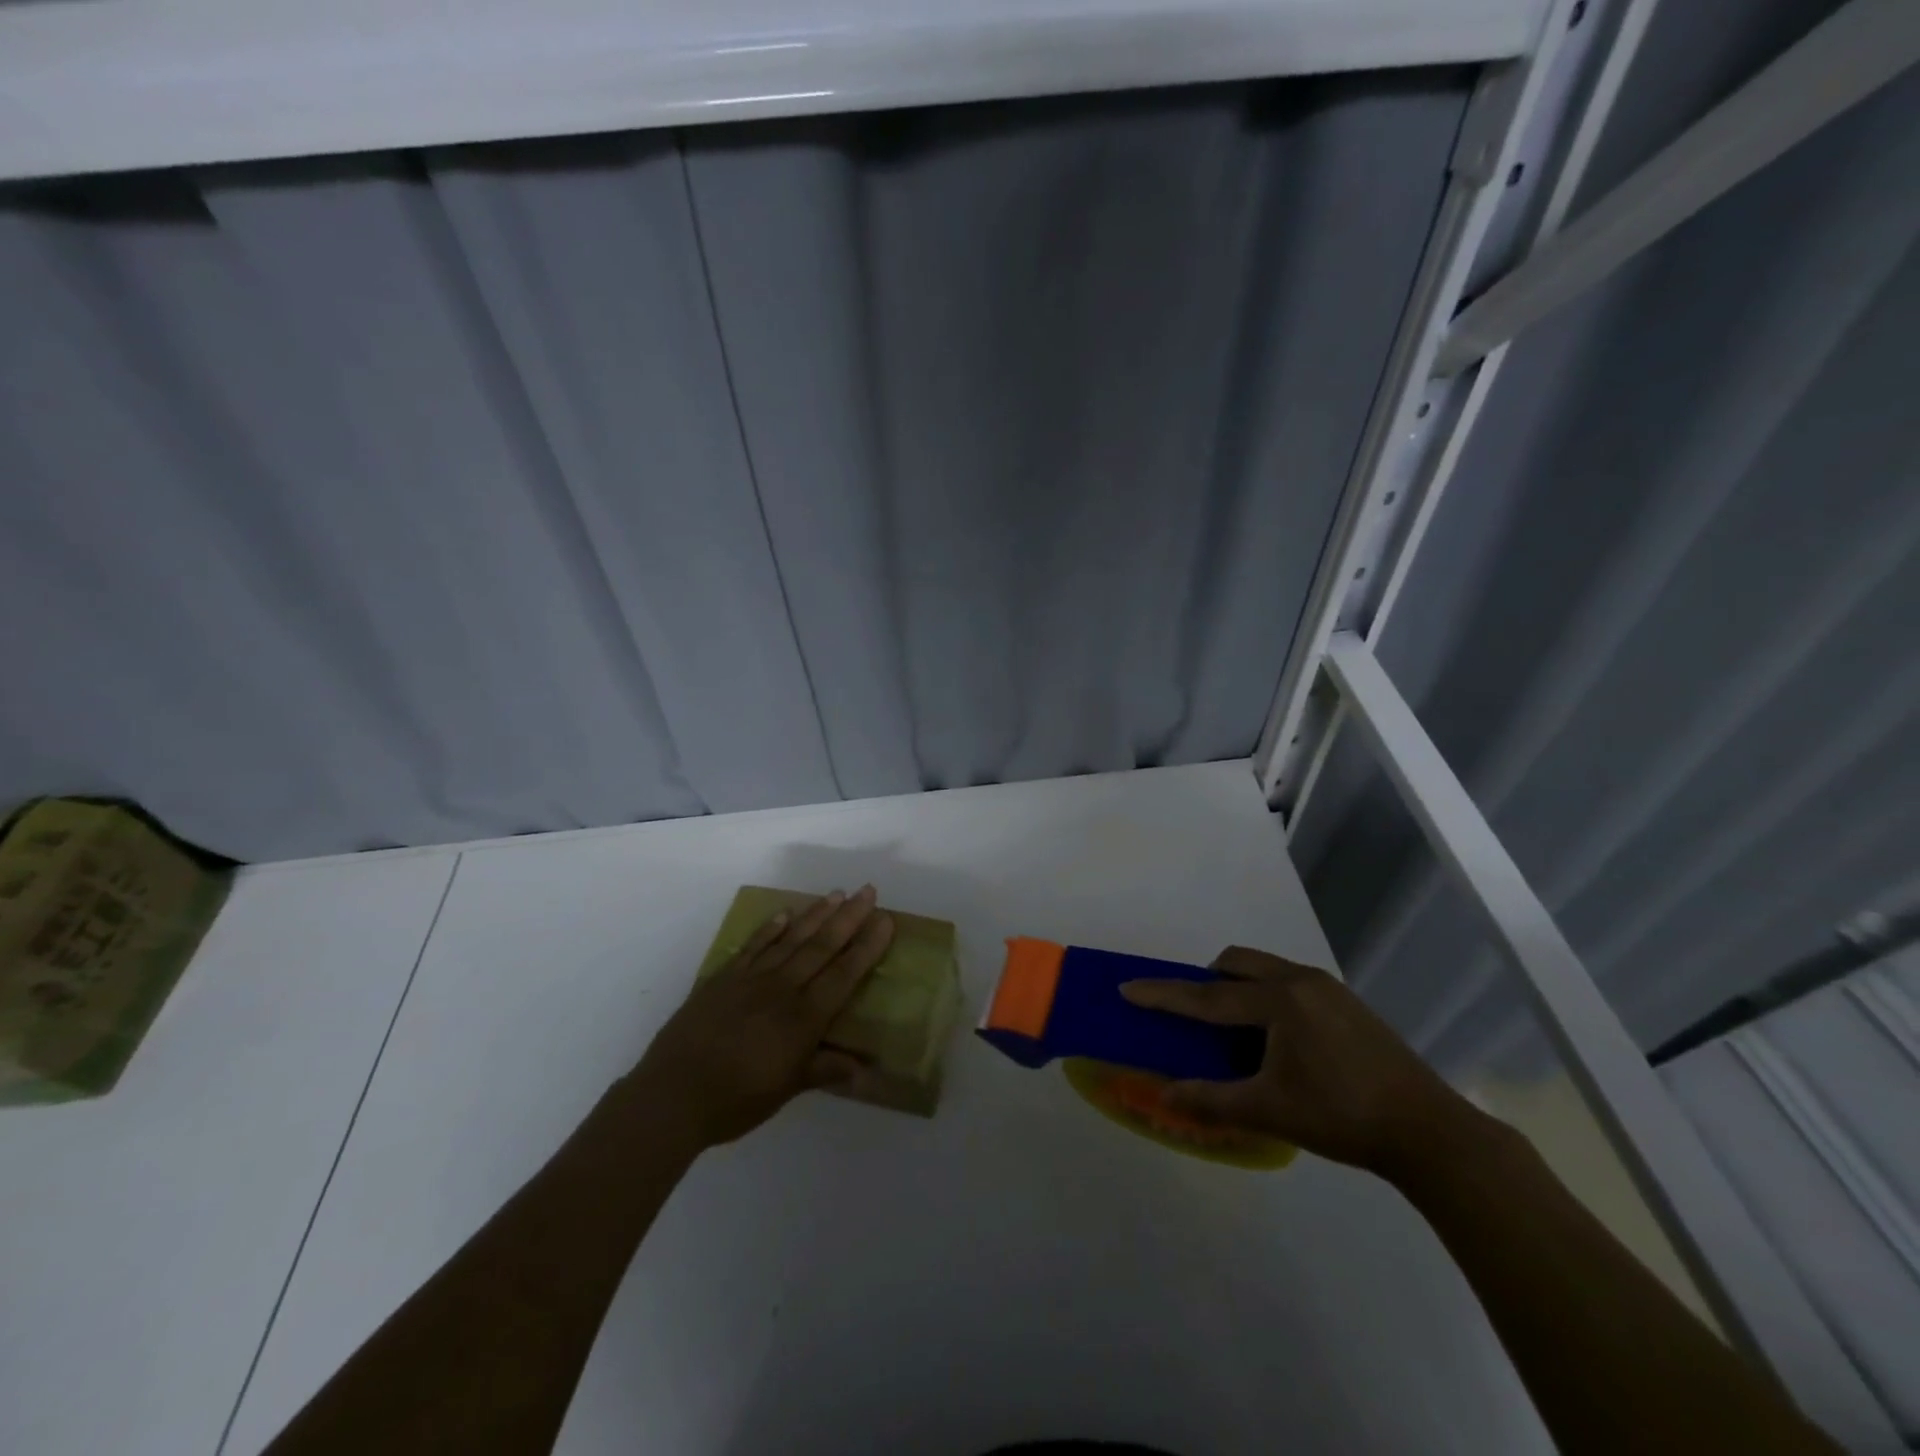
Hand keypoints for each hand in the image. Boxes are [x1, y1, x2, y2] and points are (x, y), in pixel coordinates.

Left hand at [626, 886, 894, 1153]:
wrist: (671, 1096)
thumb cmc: (735, 1100)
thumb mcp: (787, 1090)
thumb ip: (825, 1070)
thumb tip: (866, 1069)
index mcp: (802, 1018)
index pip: (843, 974)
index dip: (867, 946)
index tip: (885, 919)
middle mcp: (781, 989)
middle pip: (821, 947)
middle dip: (848, 918)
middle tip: (867, 891)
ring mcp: (750, 979)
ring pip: (790, 939)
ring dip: (815, 915)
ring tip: (835, 893)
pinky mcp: (723, 979)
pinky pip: (752, 946)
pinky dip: (769, 928)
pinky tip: (784, 914)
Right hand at [1120, 946, 1482, 1177]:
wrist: (1430, 1131)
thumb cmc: (1342, 1117)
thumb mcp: (1269, 1111)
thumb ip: (1211, 1099)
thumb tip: (1162, 1096)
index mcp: (1278, 1001)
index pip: (1207, 995)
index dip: (1164, 994)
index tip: (1128, 987)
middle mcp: (1300, 980)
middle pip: (1237, 962)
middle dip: (1207, 979)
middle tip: (1196, 1014)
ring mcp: (1328, 988)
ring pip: (1266, 967)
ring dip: (1240, 984)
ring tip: (1237, 1029)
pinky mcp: (1347, 1002)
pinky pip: (1290, 981)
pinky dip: (1267, 995)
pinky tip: (1279, 1038)